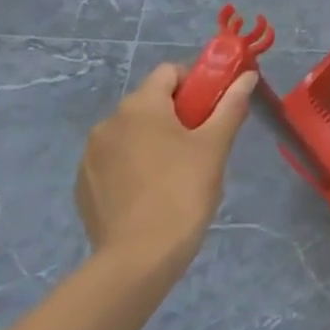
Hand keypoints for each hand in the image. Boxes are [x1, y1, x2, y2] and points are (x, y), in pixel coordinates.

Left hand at [74, 64, 255, 271]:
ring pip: (132, 132)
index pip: (169, 72)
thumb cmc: (183, 191)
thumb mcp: (216, 145)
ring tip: (178, 171)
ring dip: (155, 139)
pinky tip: (152, 192)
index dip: (196, 82)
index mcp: (140, 106)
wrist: (139, 258)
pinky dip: (135, 164)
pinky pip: (115, 160)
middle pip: (150, 102)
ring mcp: (90, 155)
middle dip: (177, 113)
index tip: (213, 107)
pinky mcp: (83, 185)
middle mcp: (108, 123)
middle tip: (203, 141)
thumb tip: (246, 76)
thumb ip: (231, 105)